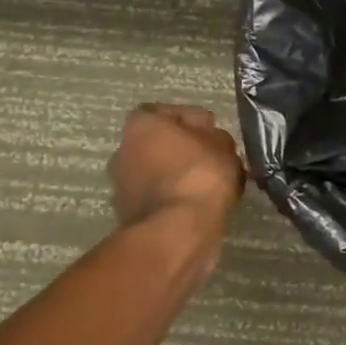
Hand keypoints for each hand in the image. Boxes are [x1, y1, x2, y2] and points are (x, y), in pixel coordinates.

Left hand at [107, 105, 245, 244]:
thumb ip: (216, 137)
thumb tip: (212, 143)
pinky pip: (160, 197)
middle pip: (160, 143)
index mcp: (141, 125)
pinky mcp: (130, 216)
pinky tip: (201, 204)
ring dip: (180, 175)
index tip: (212, 132)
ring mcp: (122, 186)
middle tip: (213, 158)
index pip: (166, 112)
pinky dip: (177, 198)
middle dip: (184, 149)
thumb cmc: (200, 174)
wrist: (177, 232)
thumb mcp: (223, 144)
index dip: (192, 120)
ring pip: (159, 172)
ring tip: (212, 184)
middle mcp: (123, 152)